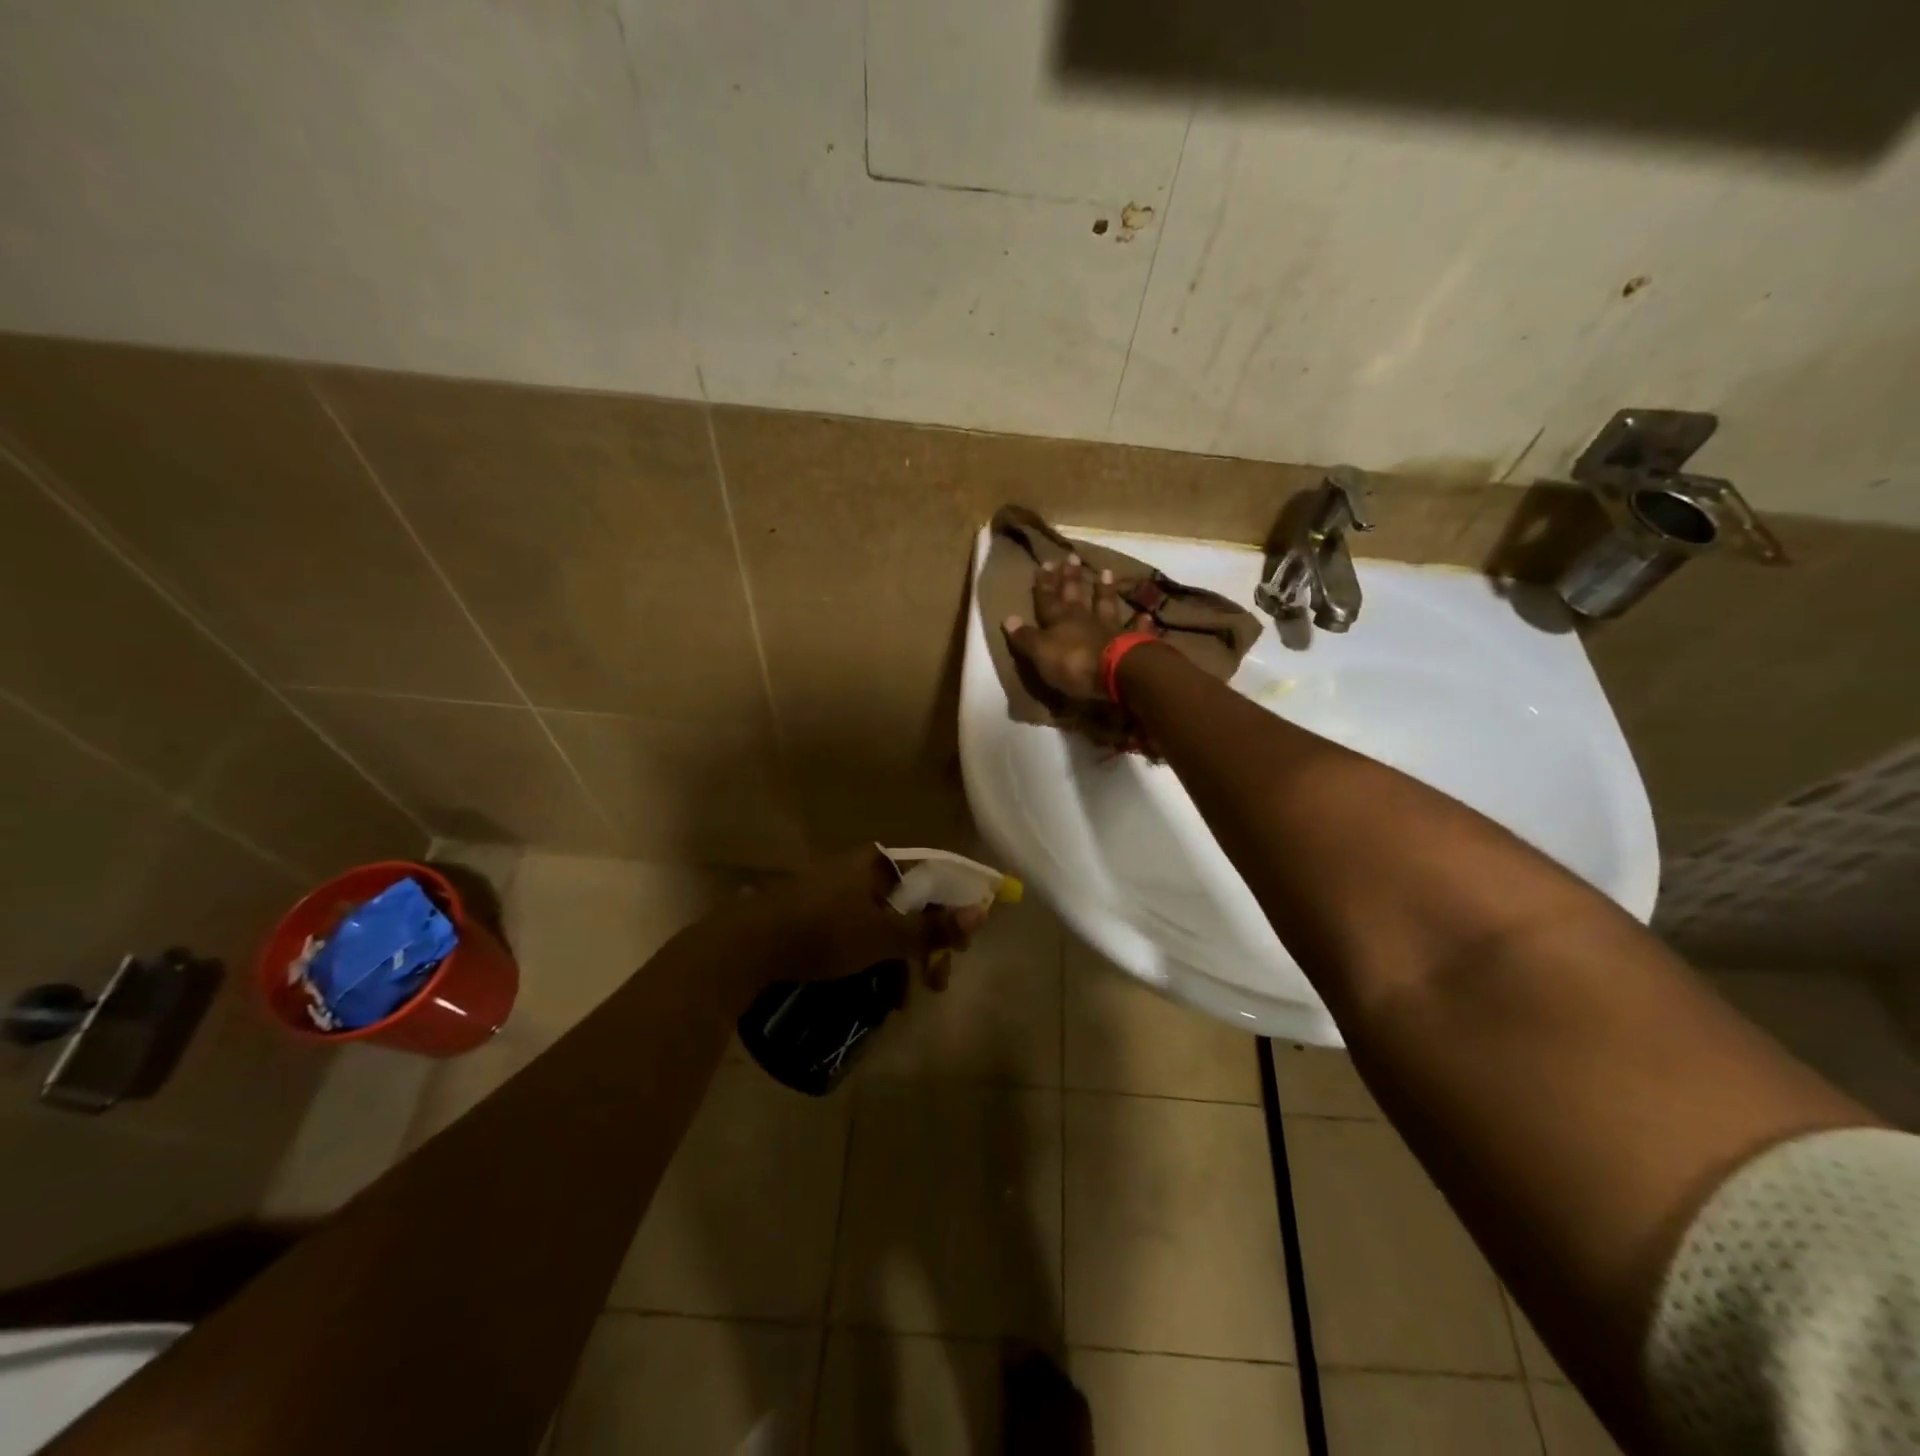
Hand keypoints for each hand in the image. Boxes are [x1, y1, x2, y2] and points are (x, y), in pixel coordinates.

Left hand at [745, 848, 986, 990]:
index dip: (958, 904)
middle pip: (913, 903)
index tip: (967, 941)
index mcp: (879, 863)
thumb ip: (932, 928)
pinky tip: (883, 996)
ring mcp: (841, 894)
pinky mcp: (823, 917)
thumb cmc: (823, 932)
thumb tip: (983, 912)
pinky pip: (865, 934)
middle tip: (939, 978)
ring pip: (889, 923)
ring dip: (905, 959)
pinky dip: (878, 960)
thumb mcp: (883, 936)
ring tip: (908, 998)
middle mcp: (862, 871)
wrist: (747, 946)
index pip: (935, 874)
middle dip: (930, 943)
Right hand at [1002, 555, 1144, 702]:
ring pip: (1106, 604)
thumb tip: (1008, 618)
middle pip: (1076, 595)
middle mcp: (1084, 620)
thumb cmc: (1073, 664)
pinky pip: (1136, 630)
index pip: (1047, 600)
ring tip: (1105, 571)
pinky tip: (1146, 614)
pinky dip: (1140, 623)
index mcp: (1059, 622)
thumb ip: (1026, 637)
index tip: (1044, 563)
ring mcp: (1110, 629)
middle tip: (1071, 557)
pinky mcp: (1132, 643)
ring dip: (1104, 590)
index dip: (1044, 584)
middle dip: (1071, 578)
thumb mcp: (1041, 653)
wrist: (1118, 672)